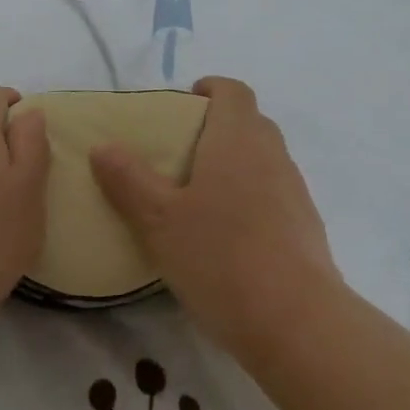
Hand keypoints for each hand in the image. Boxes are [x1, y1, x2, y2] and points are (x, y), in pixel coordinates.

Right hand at [89, 77, 341, 343]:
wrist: (295, 321)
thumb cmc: (219, 257)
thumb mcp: (158, 220)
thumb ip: (129, 180)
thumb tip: (104, 146)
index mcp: (238, 139)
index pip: (232, 90)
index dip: (209, 89)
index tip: (183, 105)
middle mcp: (272, 155)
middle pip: (249, 123)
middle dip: (216, 128)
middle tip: (178, 155)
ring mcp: (294, 191)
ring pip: (262, 160)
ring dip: (233, 166)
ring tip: (197, 199)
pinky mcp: (305, 227)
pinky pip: (273, 195)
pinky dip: (249, 199)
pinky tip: (225, 236)